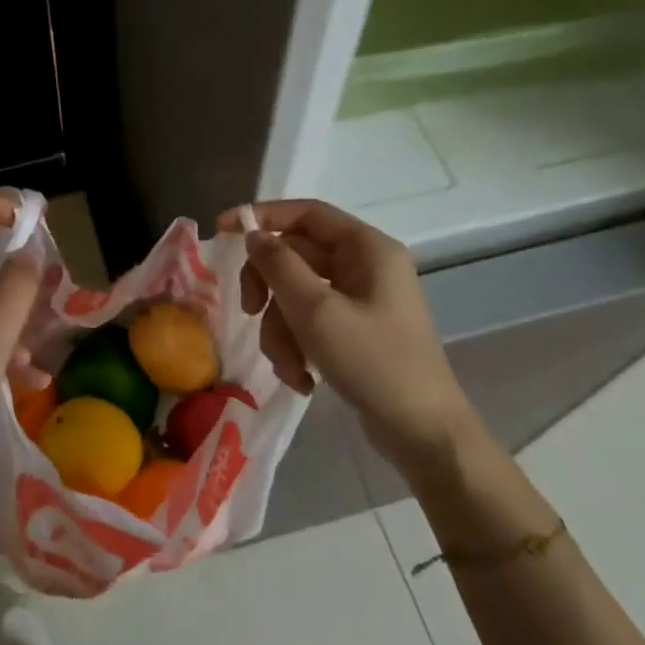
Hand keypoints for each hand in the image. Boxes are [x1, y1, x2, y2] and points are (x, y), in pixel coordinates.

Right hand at [217, 199, 477, 482]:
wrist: (422, 431)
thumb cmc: (373, 362)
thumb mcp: (317, 312)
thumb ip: (279, 266)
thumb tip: (253, 235)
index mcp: (367, 248)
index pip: (306, 213)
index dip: (262, 217)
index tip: (222, 232)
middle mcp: (365, 266)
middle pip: (295, 257)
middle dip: (269, 291)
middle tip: (248, 311)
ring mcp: (360, 300)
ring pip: (297, 295)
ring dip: (281, 330)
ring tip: (289, 367)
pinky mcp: (354, 330)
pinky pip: (310, 322)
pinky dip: (298, 347)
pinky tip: (302, 379)